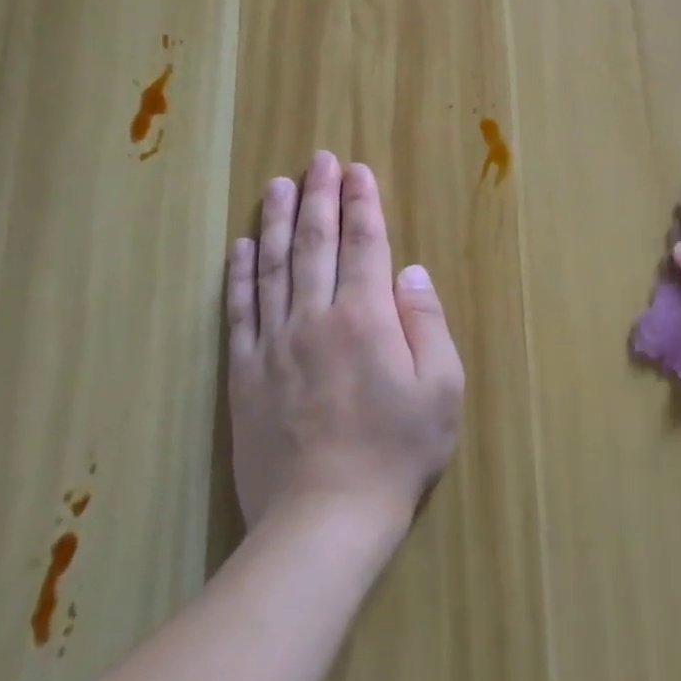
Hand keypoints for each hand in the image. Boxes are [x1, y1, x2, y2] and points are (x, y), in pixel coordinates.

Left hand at [226, 152, 465, 529]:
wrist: (324, 521)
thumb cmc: (397, 452)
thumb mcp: (441, 387)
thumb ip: (426, 322)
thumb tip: (410, 271)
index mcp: (366, 318)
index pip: (364, 245)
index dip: (363, 204)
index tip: (358, 170)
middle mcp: (315, 319)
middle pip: (315, 244)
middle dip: (320, 197)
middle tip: (319, 160)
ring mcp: (273, 345)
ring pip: (273, 268)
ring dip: (278, 221)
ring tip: (279, 184)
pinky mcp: (244, 375)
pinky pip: (239, 313)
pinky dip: (239, 275)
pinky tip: (242, 246)